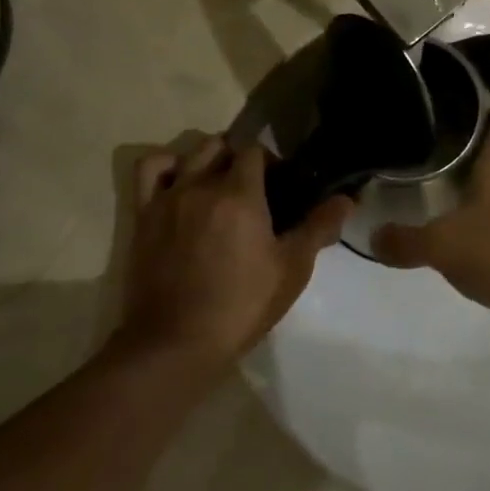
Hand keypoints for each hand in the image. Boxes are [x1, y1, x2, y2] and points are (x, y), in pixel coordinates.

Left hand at [120, 137, 349, 371]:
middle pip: (221, 146)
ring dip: (207, 159)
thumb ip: (318, 228)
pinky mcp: (143, 215)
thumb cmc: (241, 306)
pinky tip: (179, 182)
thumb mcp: (290, 270)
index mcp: (239, 194)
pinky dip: (166, 165)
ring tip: (217, 184)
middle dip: (240, 158)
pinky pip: (149, 170)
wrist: (175, 344)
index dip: (271, 162)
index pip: (255, 151)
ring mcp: (168, 198)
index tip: (281, 186)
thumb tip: (346, 199)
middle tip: (254, 189)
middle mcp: (201, 185)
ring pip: (189, 153)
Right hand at [372, 109, 489, 325]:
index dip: (485, 109)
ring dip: (481, 184)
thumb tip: (371, 236)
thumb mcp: (443, 245)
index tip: (453, 113)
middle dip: (475, 148)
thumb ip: (405, 240)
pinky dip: (489, 217)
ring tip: (441, 189)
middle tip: (437, 152)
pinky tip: (463, 231)